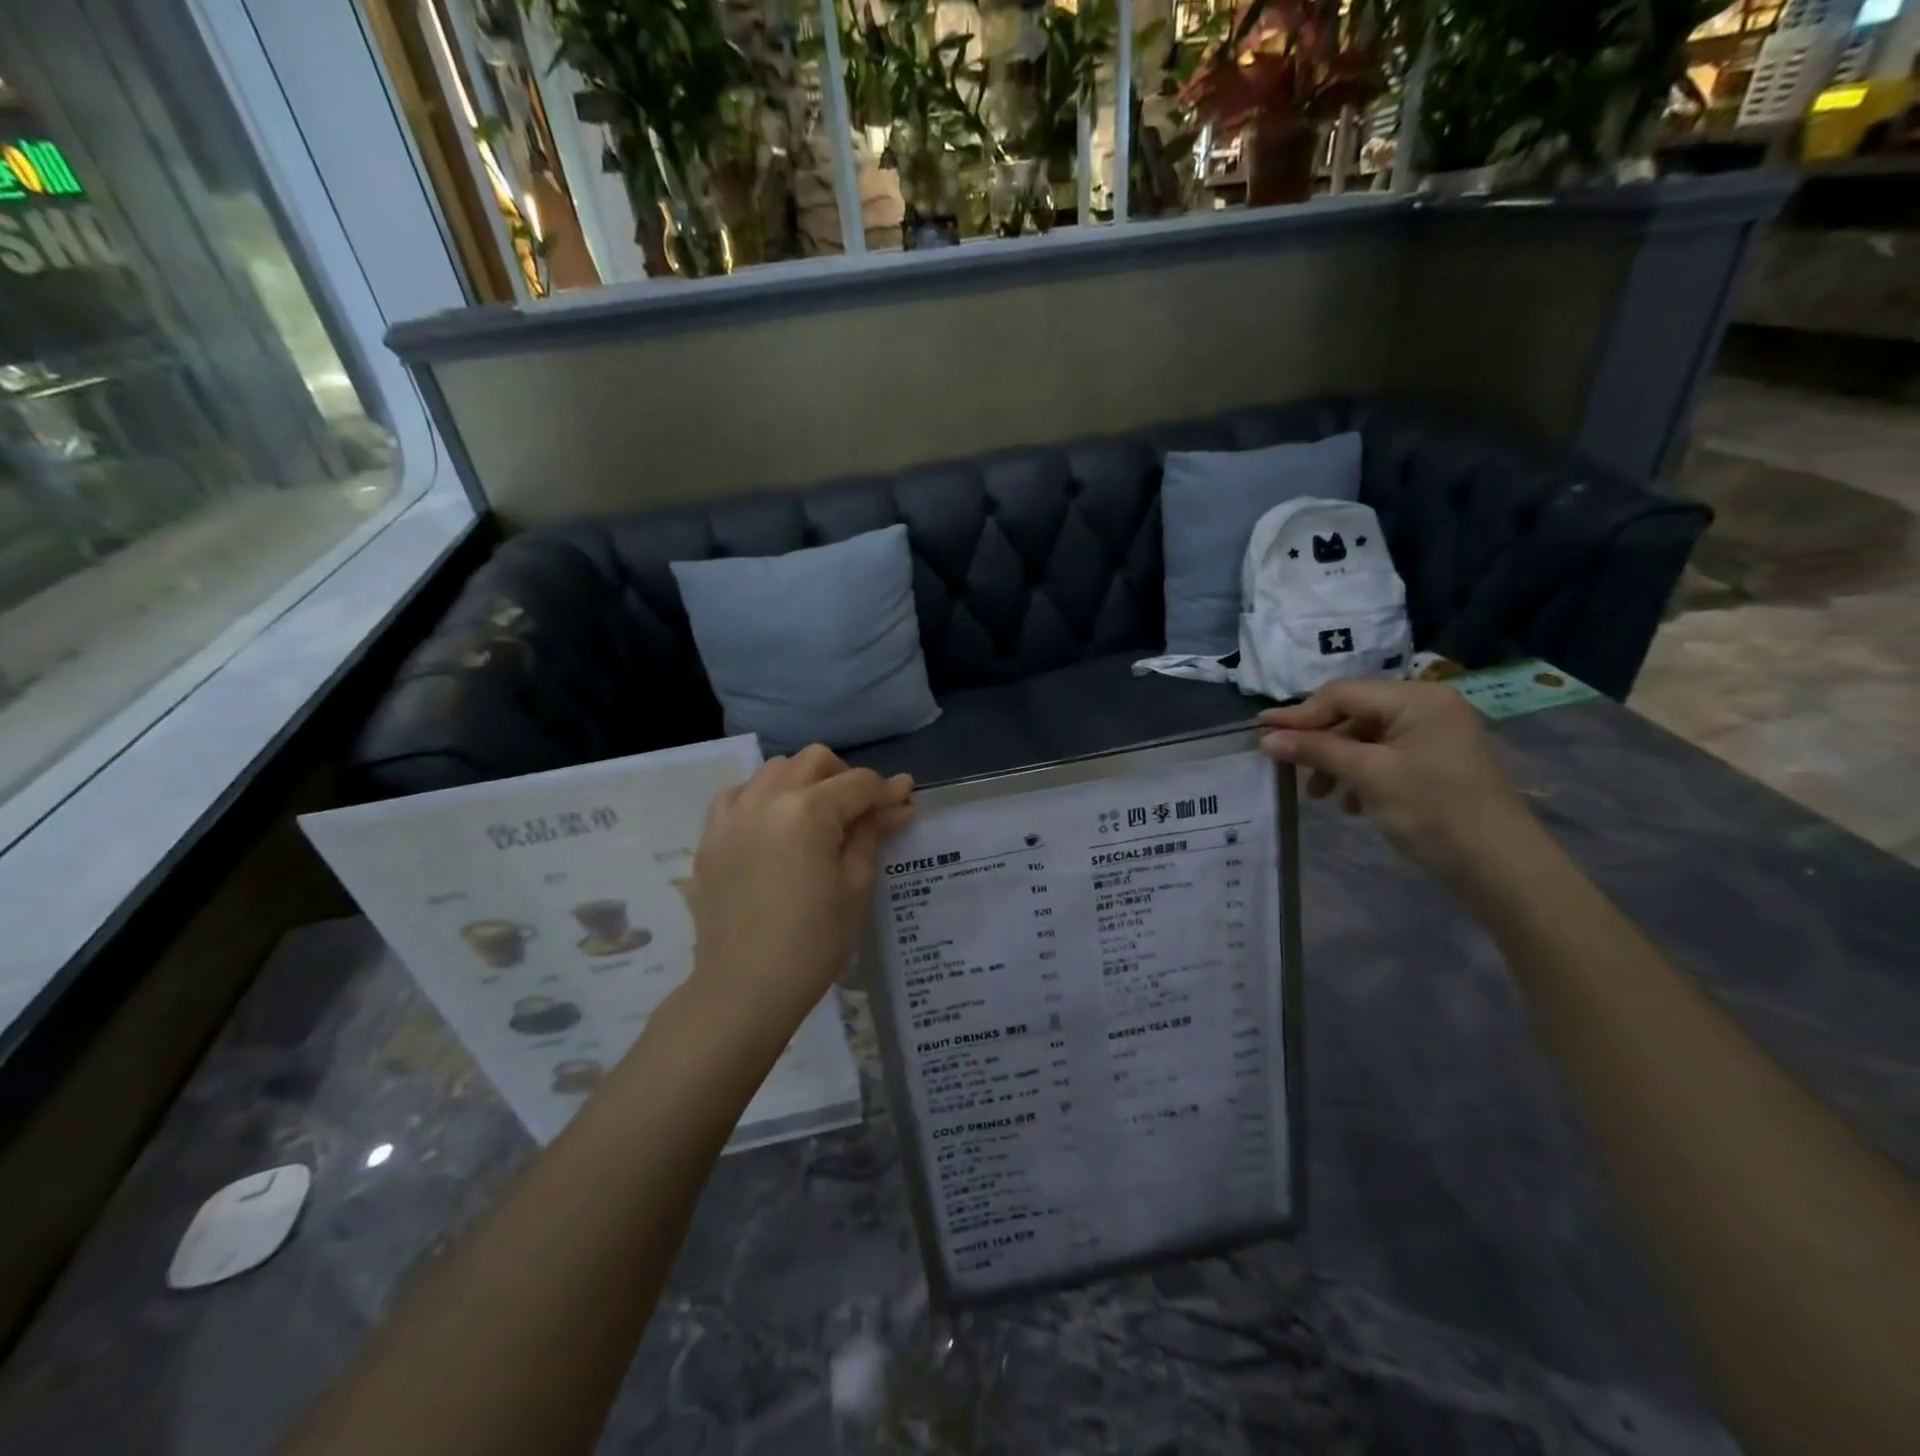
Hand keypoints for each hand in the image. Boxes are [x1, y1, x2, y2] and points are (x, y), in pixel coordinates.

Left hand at [684, 746, 912, 1036]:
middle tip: (862, 811)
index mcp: (808, 811)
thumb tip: (900, 802)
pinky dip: (764, 796)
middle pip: (814, 760)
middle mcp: (766, 798)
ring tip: (818, 816)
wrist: (744, 988)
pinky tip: (775, 825)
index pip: (858, 783)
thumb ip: (873, 833)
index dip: (888, 791)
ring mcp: (732, 814)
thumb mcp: (856, 886)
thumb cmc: (813, 942)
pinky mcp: (711, 835)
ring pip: (775, 769)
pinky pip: (740, 794)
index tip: (905, 801)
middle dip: (845, 776)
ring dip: (804, 780)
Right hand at [1258, 680, 1538, 888]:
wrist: (1500, 866)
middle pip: (1353, 713)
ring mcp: (1435, 734)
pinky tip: (1349, 803)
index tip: (1259, 732)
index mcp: (1416, 698)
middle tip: (1286, 767)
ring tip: (1319, 795)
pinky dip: (1360, 774)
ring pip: (1366, 737)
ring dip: (1336, 761)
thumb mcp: (1367, 776)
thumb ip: (1316, 750)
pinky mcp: (1437, 762)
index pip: (1342, 694)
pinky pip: (1385, 756)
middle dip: (1318, 741)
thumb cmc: (1432, 811)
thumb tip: (1266, 738)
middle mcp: (1428, 706)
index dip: (1298, 714)